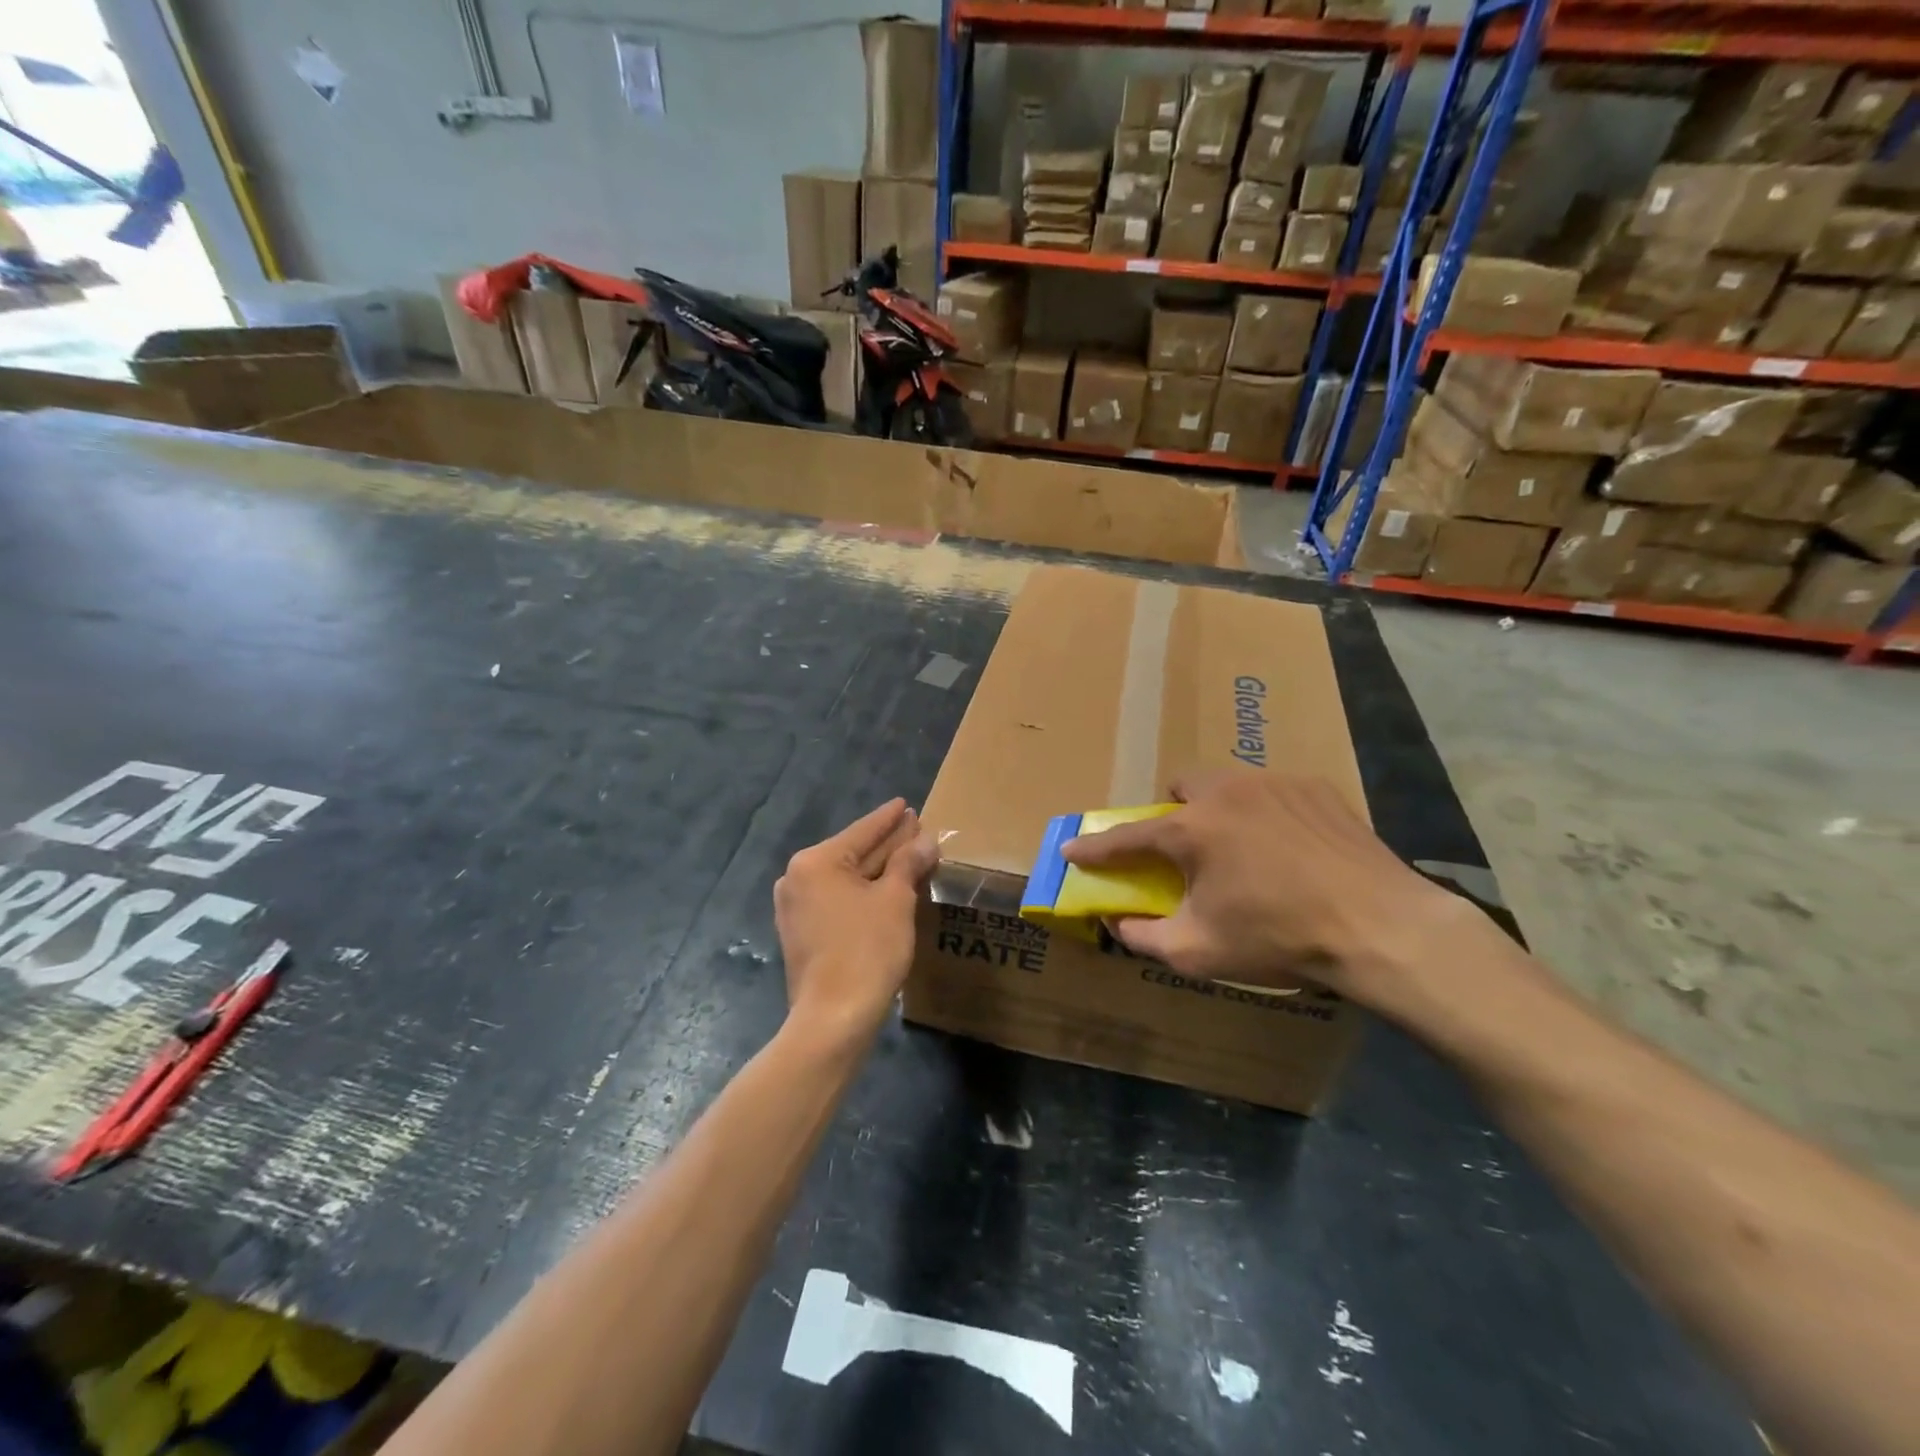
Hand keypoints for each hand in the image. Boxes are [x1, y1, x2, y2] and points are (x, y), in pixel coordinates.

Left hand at [774, 800, 938, 1047]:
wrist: (834, 1017)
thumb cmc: (866, 949)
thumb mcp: (895, 900)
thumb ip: (908, 863)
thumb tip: (925, 840)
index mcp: (816, 862)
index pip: (862, 831)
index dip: (889, 818)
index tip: (905, 803)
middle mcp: (798, 878)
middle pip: (853, 853)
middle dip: (886, 844)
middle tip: (915, 828)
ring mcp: (795, 908)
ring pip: (846, 879)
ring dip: (878, 870)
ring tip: (908, 856)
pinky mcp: (801, 933)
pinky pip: (838, 900)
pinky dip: (863, 893)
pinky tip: (887, 890)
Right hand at [1061, 771, 1474, 1010]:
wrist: (1380, 928)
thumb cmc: (1279, 938)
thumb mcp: (1198, 951)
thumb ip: (1144, 937)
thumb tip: (1117, 924)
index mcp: (1192, 830)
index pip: (1127, 837)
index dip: (1095, 848)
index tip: (1072, 848)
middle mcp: (1226, 792)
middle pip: (1180, 788)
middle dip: (1172, 814)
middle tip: (1186, 851)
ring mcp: (1274, 784)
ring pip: (1227, 784)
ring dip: (1219, 810)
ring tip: (1244, 850)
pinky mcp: (1315, 788)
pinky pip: (1272, 792)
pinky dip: (1265, 814)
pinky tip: (1290, 849)